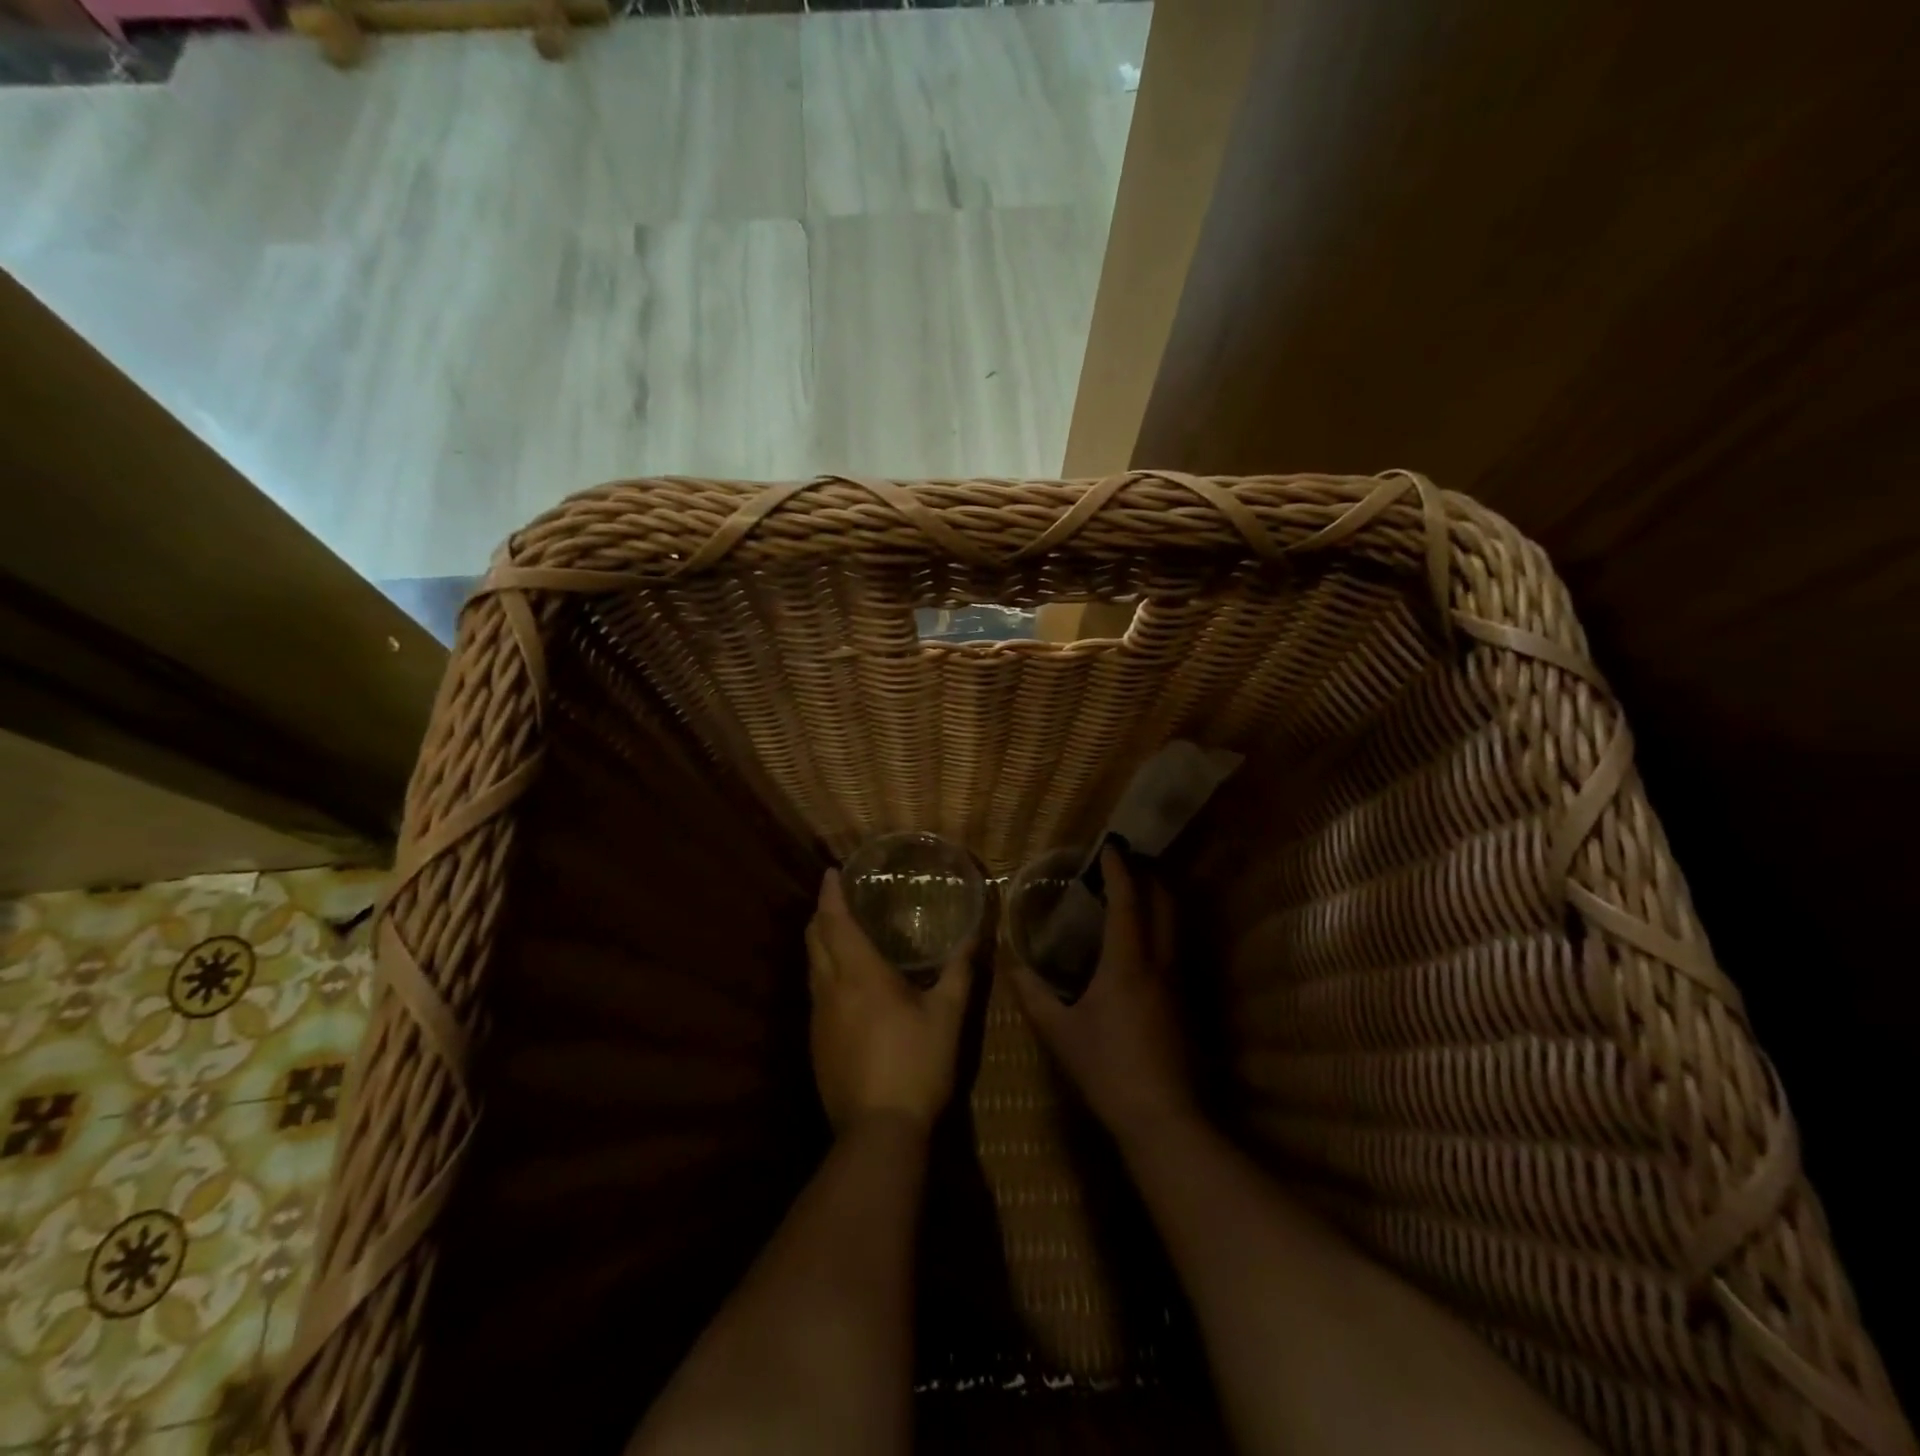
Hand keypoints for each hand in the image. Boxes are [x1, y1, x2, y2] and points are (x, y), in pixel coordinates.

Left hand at [808, 868, 974, 1133]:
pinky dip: (824, 971)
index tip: (831, 871)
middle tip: (837, 897)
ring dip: (820, 942)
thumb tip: (974, 937)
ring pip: (811, 966)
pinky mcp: (816, 1043)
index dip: (830, 894)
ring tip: (840, 932)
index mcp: (860, 975)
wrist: (877, 1131)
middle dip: (821, 913)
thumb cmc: (916, 1065)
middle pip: (814, 939)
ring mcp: (818, 1018)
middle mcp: (831, 989)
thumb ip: (959, 973)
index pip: (836, 921)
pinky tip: (844, 983)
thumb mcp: (947, 1017)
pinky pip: (815, 992)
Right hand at [1010, 848, 1195, 1140]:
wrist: (1163, 1116)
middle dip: (1147, 875)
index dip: (1119, 870)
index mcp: (1127, 964)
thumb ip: (1033, 995)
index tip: (1109, 846)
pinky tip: (1140, 941)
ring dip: (1158, 899)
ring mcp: (1177, 982)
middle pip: (1164, 903)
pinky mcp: (1184, 1001)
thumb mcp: (1060, 1032)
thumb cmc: (1107, 1069)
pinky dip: (1160, 926)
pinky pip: (1174, 946)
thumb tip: (1011, 963)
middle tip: (1124, 862)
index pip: (1127, 902)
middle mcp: (1159, 963)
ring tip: (1133, 891)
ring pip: (1175, 924)